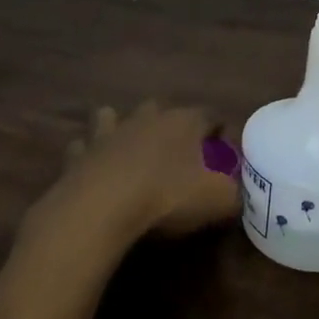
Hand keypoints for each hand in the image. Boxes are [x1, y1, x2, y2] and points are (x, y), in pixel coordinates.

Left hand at [38, 100, 240, 247]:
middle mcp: (146, 118)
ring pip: (114, 116)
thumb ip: (236, 193)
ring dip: (121, 127)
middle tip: (179, 152)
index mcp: (184, 122)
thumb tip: (240, 191)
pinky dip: (88, 155)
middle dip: (171, 124)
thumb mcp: (218, 200)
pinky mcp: (79, 155)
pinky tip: (93, 169)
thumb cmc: (167, 197)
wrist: (100, 209)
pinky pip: (83, 147)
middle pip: (162, 109)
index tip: (225, 155)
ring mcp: (108, 133)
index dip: (221, 133)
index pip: (211, 115)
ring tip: (129, 149)